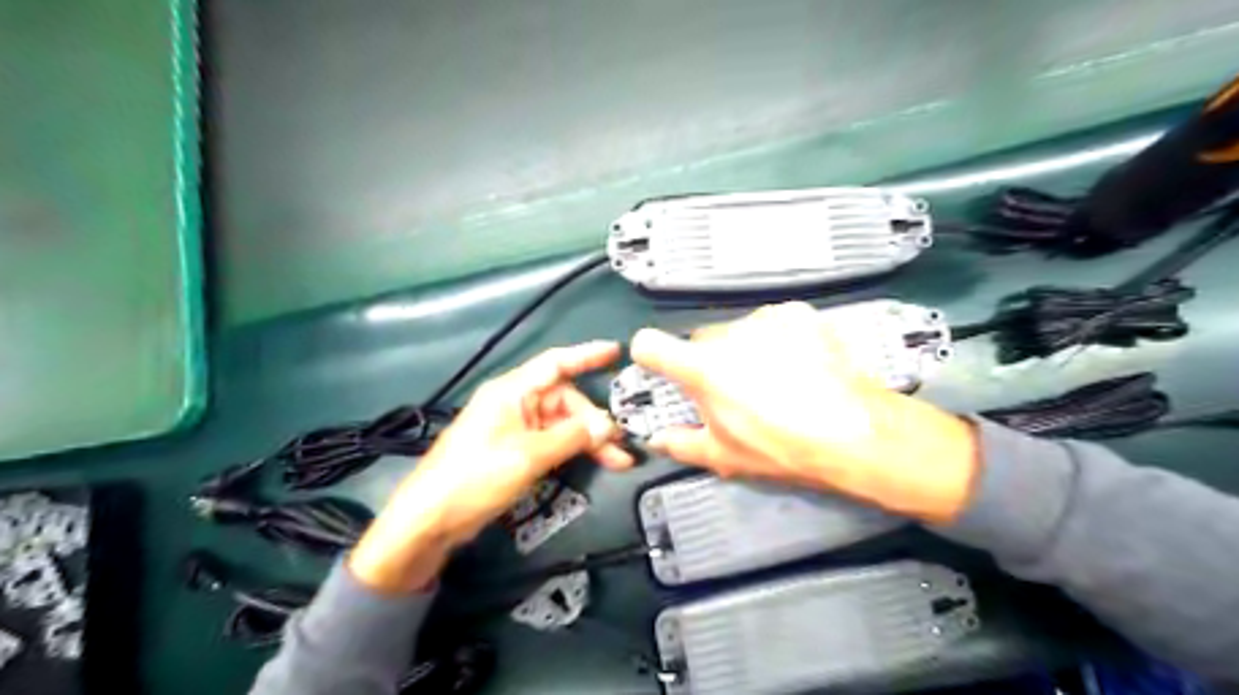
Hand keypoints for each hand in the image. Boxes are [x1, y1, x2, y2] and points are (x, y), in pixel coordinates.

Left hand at [349, 341, 628, 592]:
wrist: (430, 519)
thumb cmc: (475, 477)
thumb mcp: (528, 455)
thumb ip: (571, 437)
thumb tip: (608, 426)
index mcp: (512, 391)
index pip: (555, 363)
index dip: (587, 355)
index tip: (617, 351)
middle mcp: (515, 404)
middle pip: (565, 401)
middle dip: (594, 420)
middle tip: (620, 444)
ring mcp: (515, 428)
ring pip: (563, 424)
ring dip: (589, 440)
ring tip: (619, 460)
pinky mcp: (515, 451)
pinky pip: (553, 442)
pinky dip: (574, 450)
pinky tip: (596, 462)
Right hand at [633, 302, 982, 524]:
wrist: (855, 431)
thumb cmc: (781, 448)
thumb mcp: (724, 456)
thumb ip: (680, 444)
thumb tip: (656, 439)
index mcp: (701, 368)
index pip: (649, 344)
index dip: (650, 357)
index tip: (663, 370)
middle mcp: (727, 334)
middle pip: (701, 341)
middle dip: (710, 363)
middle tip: (738, 392)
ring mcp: (765, 318)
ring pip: (738, 332)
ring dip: (745, 350)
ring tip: (779, 380)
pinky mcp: (797, 312)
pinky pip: (773, 323)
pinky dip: (778, 339)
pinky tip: (801, 364)